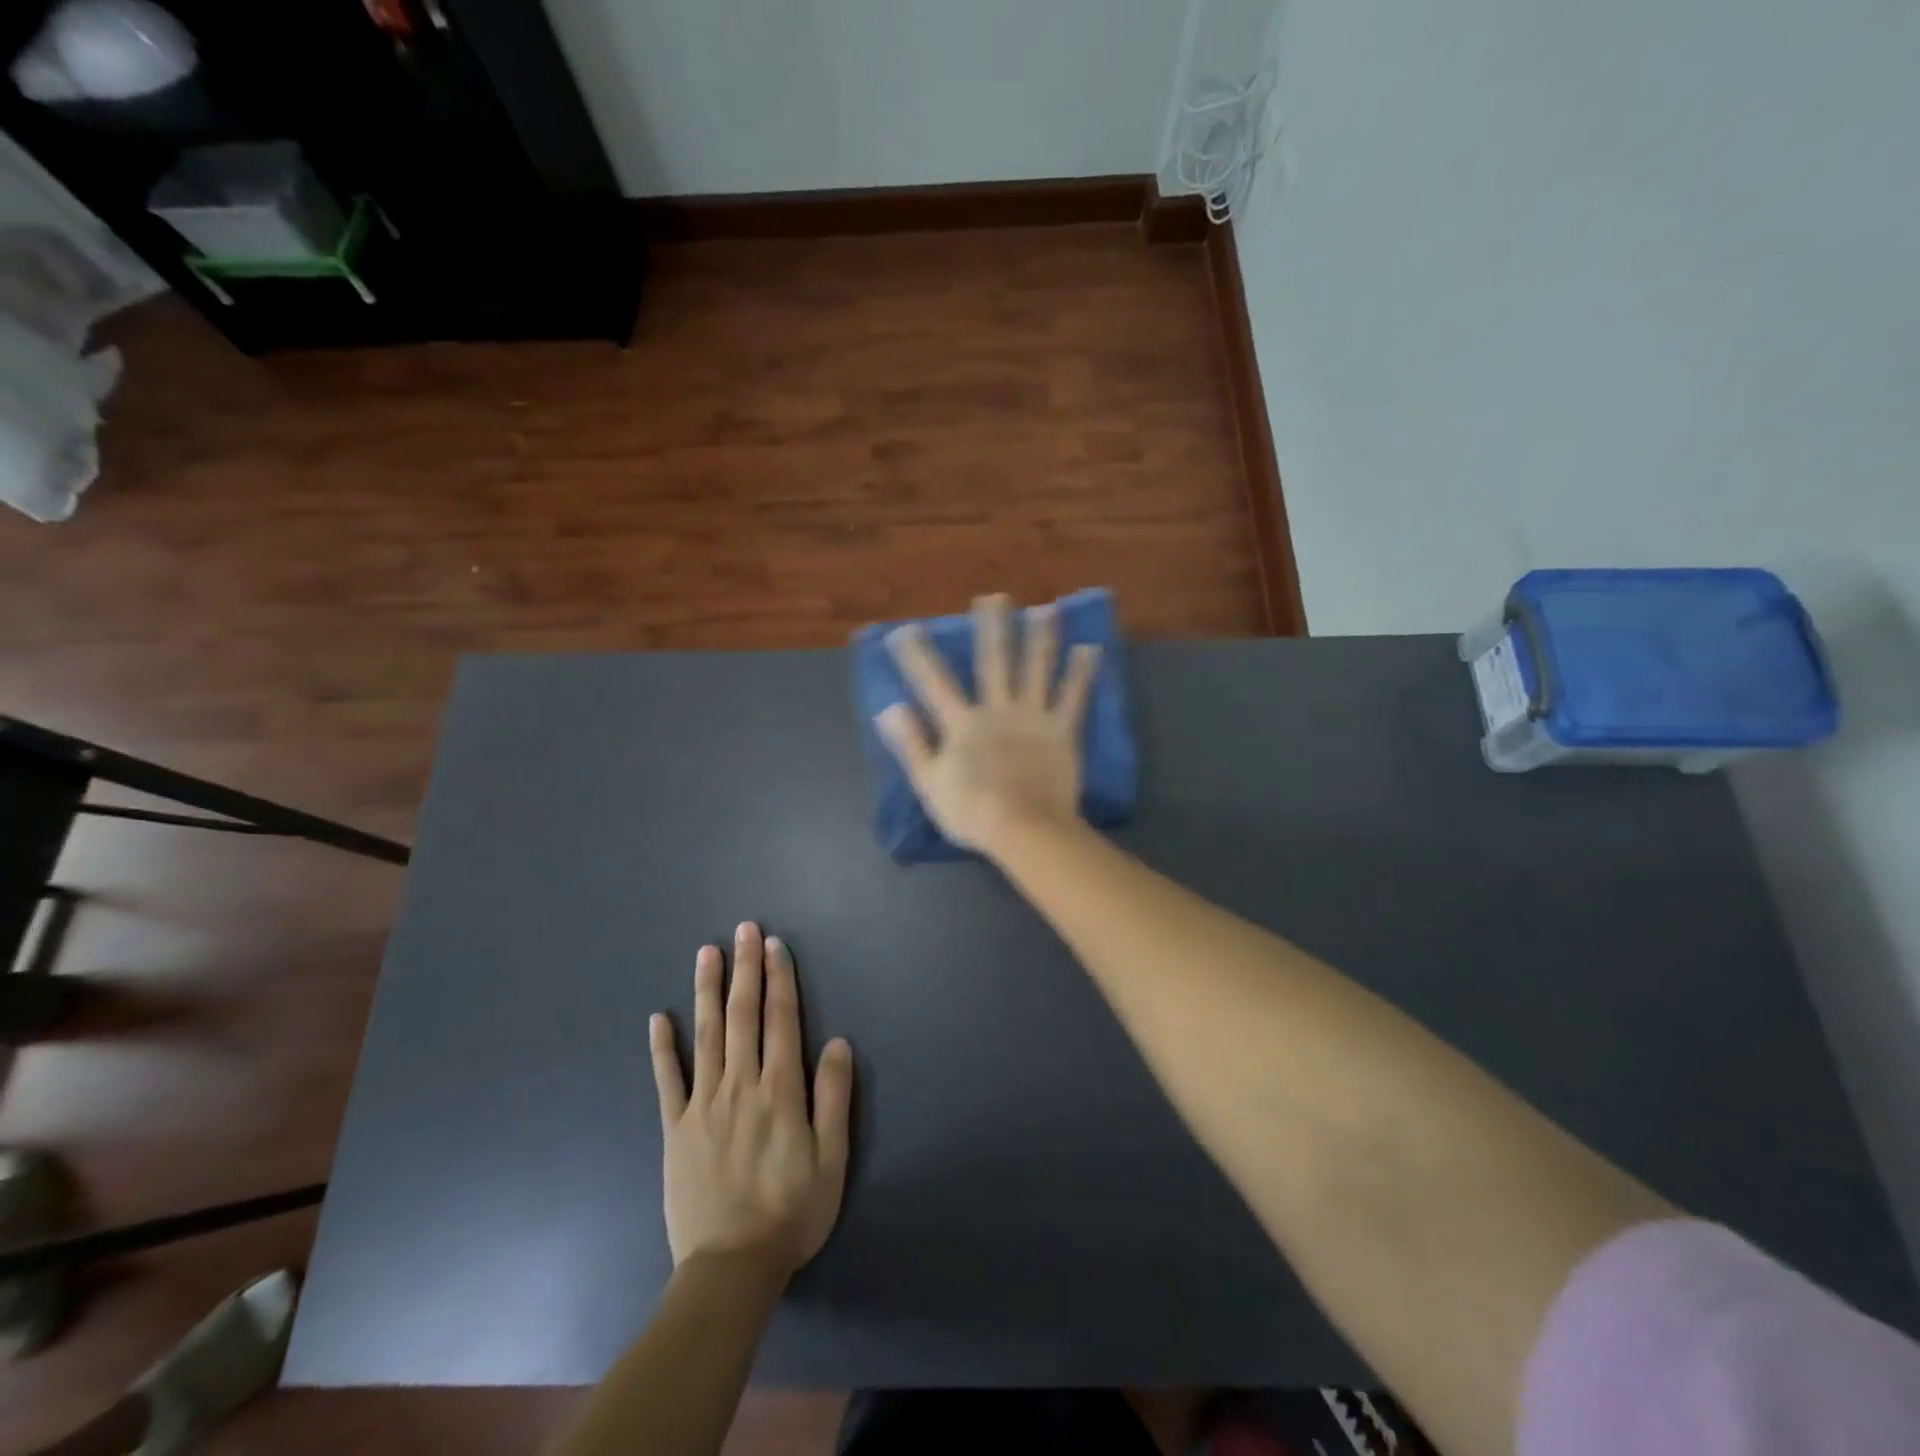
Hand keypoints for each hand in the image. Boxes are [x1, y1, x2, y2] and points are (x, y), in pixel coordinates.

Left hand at [650, 923, 853, 1277]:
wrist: (730, 1270)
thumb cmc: (791, 1212)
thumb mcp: (832, 1160)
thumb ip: (833, 1098)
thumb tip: (838, 1043)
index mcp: (780, 1091)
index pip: (781, 1020)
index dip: (779, 979)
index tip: (774, 945)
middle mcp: (740, 1085)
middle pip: (743, 1015)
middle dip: (746, 969)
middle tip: (744, 929)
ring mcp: (703, 1104)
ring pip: (706, 1035)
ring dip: (708, 990)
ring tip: (707, 952)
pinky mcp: (676, 1128)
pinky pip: (667, 1079)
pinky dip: (663, 1046)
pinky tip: (659, 1017)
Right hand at [875, 593, 1100, 853]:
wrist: (1024, 830)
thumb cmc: (972, 812)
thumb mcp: (930, 783)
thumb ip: (911, 744)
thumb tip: (889, 708)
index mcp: (962, 723)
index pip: (934, 682)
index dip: (918, 655)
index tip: (905, 629)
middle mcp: (998, 709)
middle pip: (993, 661)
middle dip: (992, 628)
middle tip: (994, 597)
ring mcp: (1033, 717)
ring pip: (1037, 669)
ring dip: (1041, 637)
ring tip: (1046, 609)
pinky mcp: (1062, 731)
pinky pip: (1074, 697)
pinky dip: (1082, 673)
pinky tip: (1090, 648)